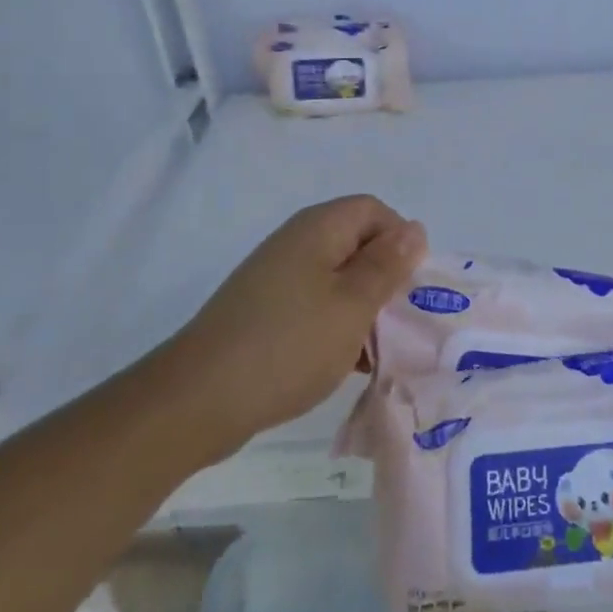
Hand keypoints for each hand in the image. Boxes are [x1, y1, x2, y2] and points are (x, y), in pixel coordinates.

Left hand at [175, 196, 425, 449]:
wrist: (198, 399)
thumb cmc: (289, 345)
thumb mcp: (352, 305)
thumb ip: (387, 265)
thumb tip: (414, 228)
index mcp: (318, 229)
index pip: (374, 211)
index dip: (400, 241)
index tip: (409, 286)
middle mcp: (296, 243)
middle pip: (357, 243)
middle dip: (384, 279)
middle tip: (400, 322)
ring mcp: (276, 278)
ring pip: (338, 278)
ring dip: (363, 308)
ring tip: (376, 350)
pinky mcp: (264, 311)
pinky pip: (314, 305)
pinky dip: (336, 326)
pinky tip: (345, 363)